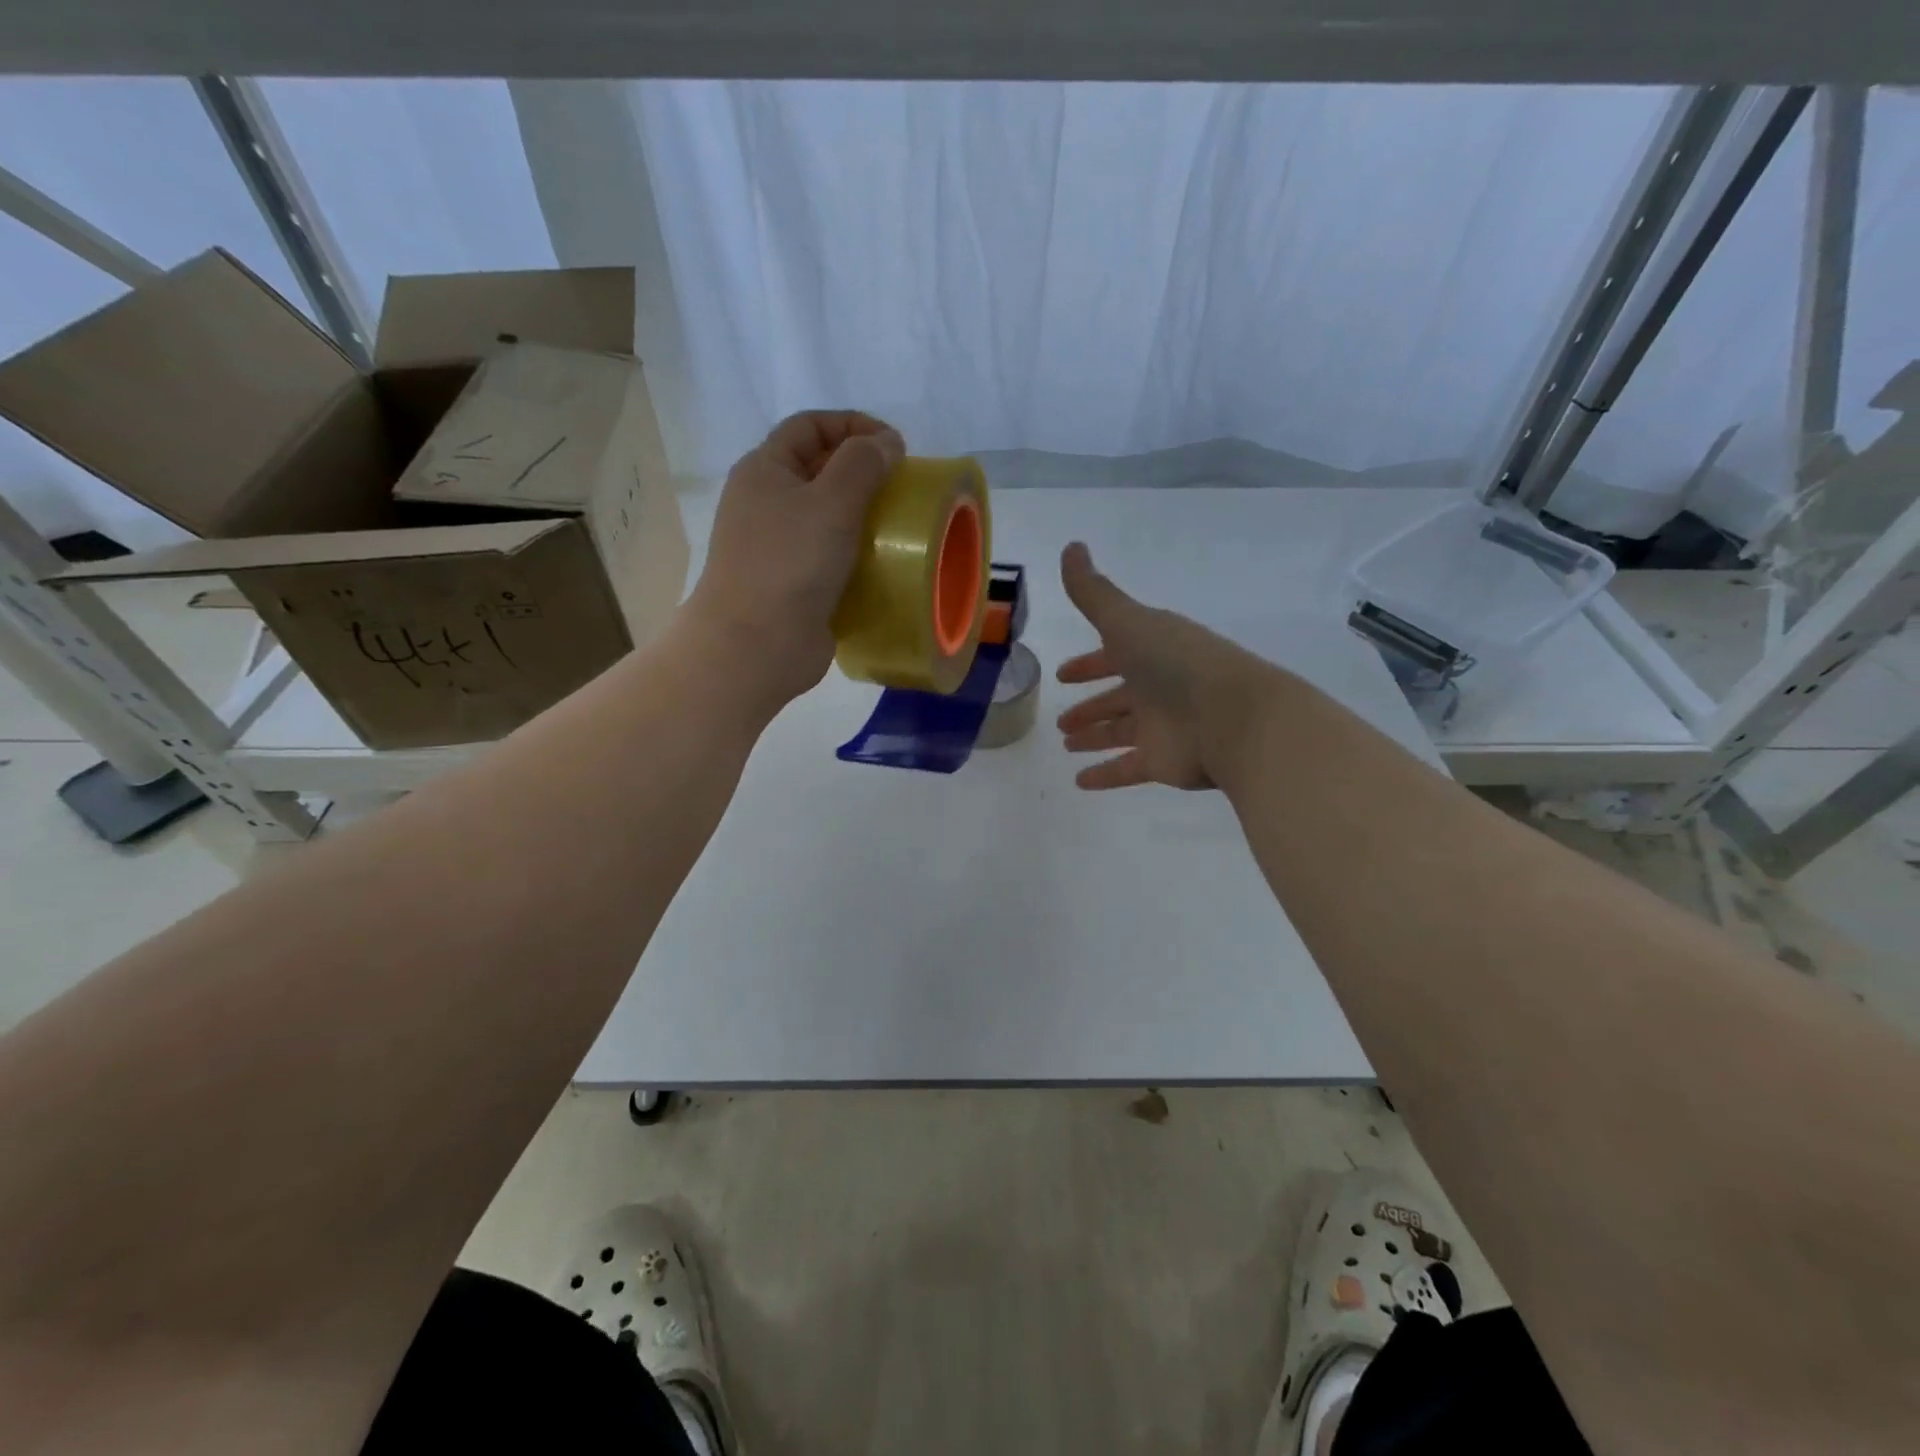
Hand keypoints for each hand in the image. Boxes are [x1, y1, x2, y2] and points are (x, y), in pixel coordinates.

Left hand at [687, 411, 904, 709]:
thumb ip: (863, 463)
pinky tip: (884, 563)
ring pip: (827, 515)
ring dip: (864, 515)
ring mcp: (779, 546)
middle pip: (819, 469)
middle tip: (903, 487)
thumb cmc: (790, 564)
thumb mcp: (831, 501)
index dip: (853, 424)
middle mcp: (767, 502)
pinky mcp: (795, 583)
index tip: (895, 446)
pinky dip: (857, 553)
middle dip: (862, 470)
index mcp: (765, 470)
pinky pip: (831, 555)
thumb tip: (887, 442)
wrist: (756, 645)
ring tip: (900, 525)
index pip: (810, 425)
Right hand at [1055, 542, 1278, 790]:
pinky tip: (1080, 782)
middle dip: (1091, 706)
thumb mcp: (1127, 620)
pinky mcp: (1164, 762)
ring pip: (1121, 733)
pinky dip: (1105, 775)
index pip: (1114, 654)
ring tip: (1067, 744)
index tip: (1063, 674)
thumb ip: (1093, 592)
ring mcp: (1162, 726)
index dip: (1089, 663)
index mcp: (1152, 651)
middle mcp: (1158, 687)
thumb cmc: (1176, 663)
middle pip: (1118, 697)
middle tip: (1061, 720)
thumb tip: (1070, 547)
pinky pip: (1127, 769)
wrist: (1233, 718)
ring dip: (1095, 737)